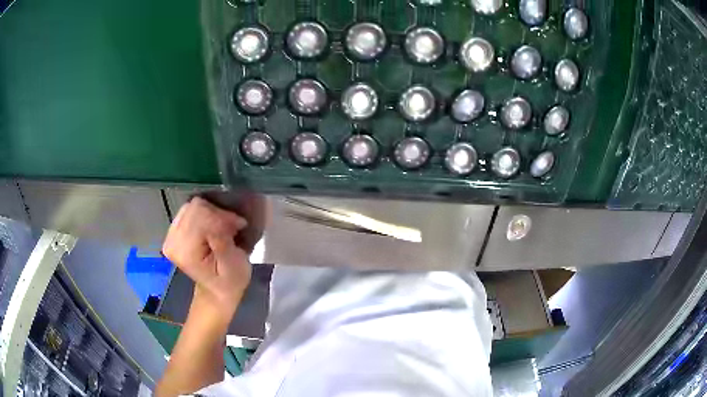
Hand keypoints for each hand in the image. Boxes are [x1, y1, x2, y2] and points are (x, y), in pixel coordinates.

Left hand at [162, 197, 251, 315]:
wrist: (217, 291)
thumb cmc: (230, 281)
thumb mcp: (234, 266)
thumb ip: (222, 243)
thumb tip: (218, 221)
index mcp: (184, 252)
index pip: (201, 214)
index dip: (222, 217)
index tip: (237, 227)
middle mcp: (172, 241)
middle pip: (196, 207)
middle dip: (217, 214)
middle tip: (232, 228)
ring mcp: (170, 235)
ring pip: (193, 206)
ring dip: (212, 214)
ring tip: (224, 229)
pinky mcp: (173, 231)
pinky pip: (190, 209)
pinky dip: (205, 215)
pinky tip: (213, 227)